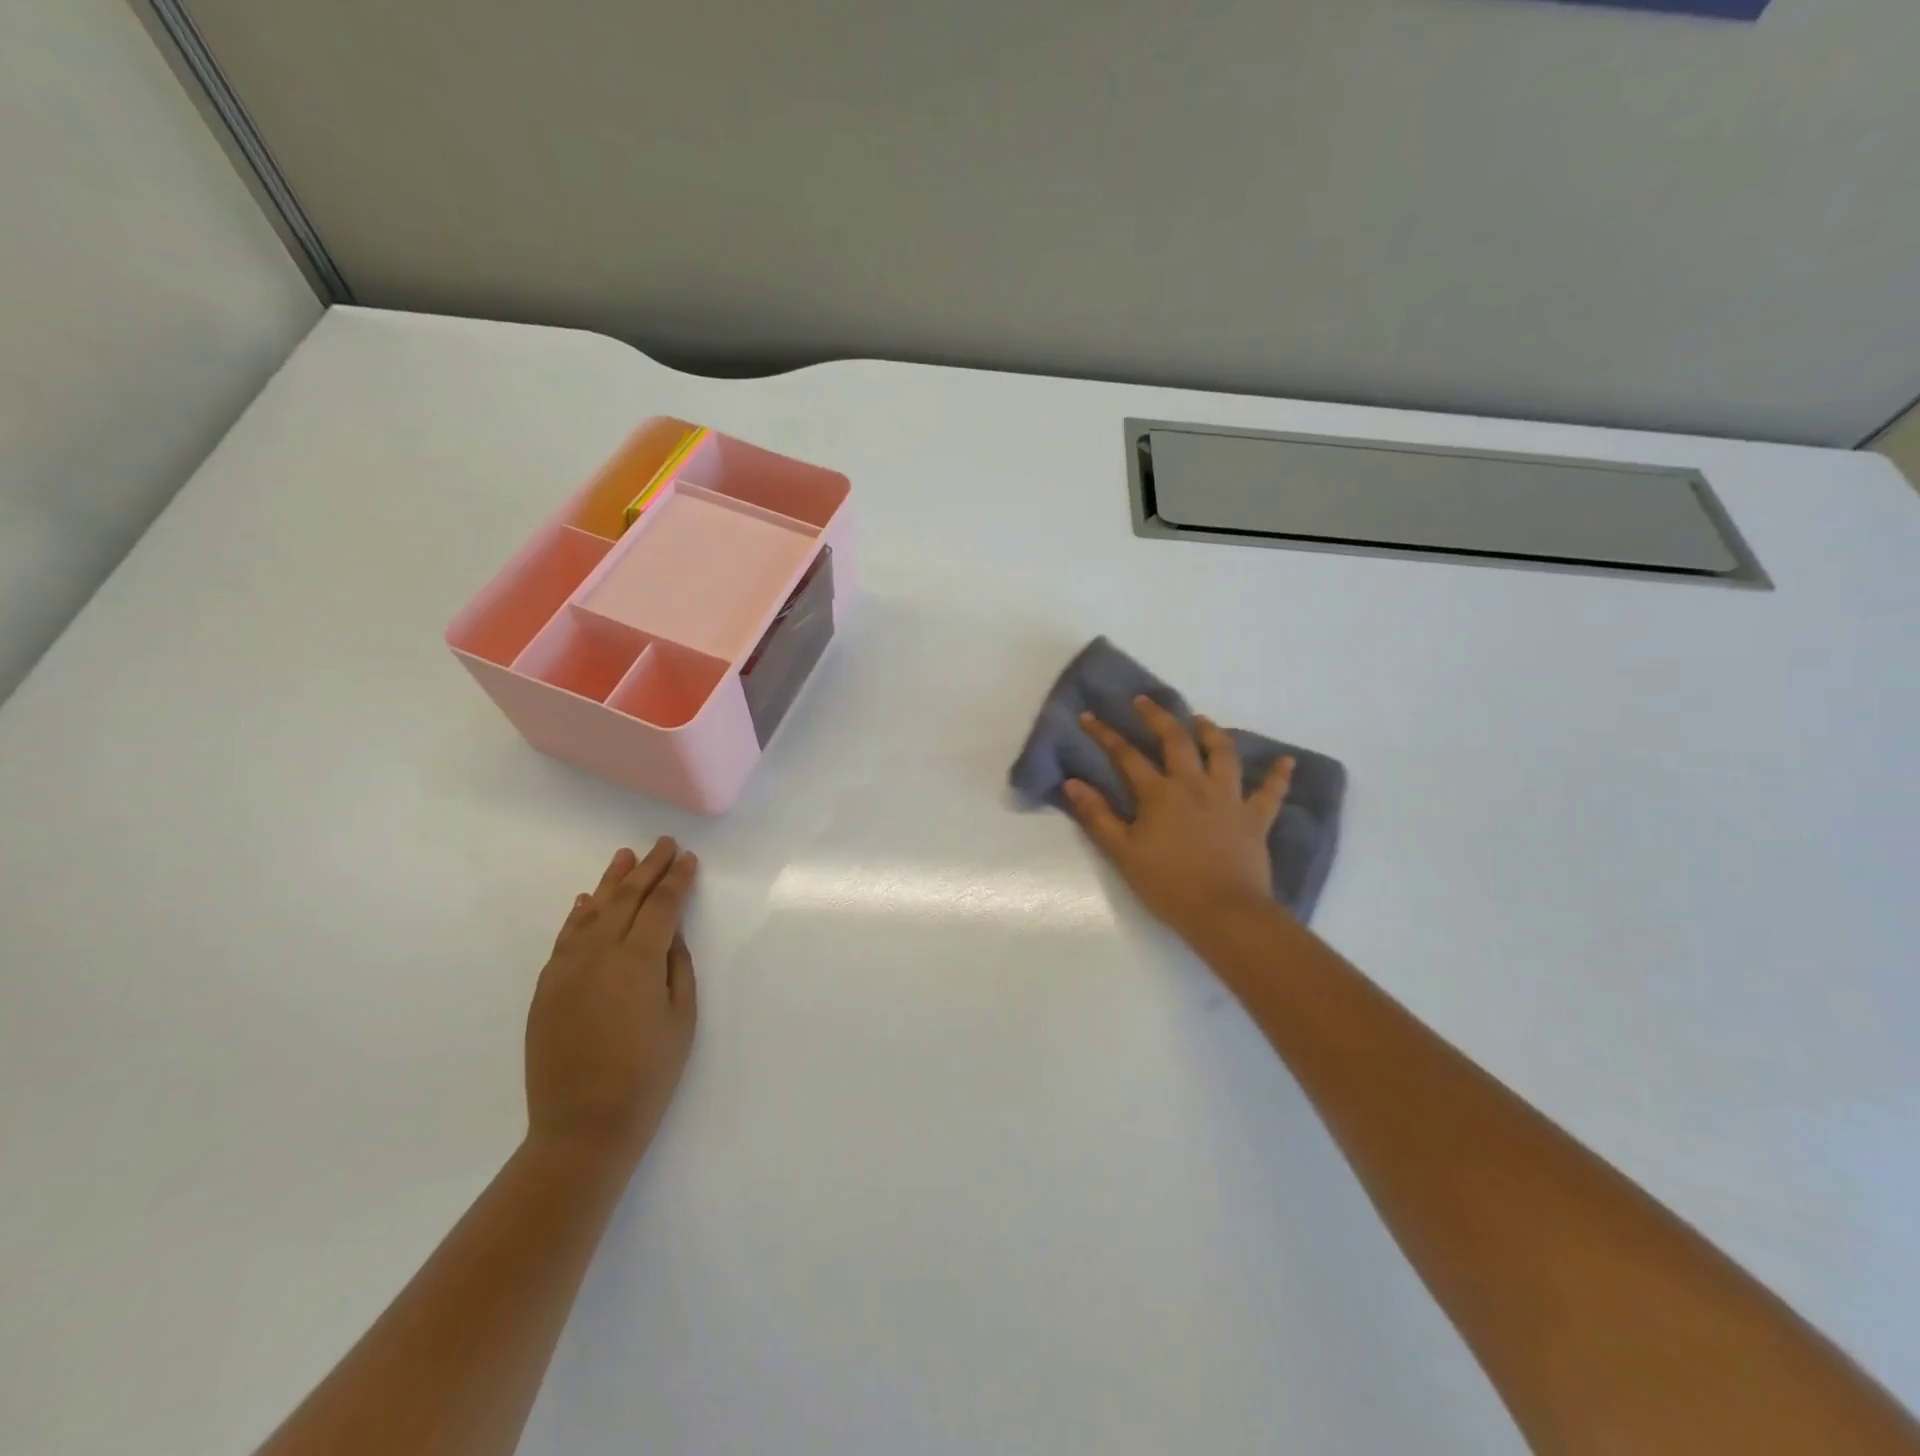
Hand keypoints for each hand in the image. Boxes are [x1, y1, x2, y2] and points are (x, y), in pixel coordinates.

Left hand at [525, 838, 698, 1168]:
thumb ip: (677, 967)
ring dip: (611, 881)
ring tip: (625, 857)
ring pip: (591, 911)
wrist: (583, 1125)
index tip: (688, 858)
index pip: (662, 905)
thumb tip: (671, 932)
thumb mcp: (681, 1018)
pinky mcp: (547, 987)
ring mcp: (566, 968)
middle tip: (662, 843)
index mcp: (638, 960)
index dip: (677, 879)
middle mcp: (599, 953)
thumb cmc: (648, 1074)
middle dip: (648, 868)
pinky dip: (578, 914)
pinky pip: (565, 937)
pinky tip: (588, 899)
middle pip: (626, 898)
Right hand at [1066, 698, 1292, 940]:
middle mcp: (1194, 784)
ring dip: (1211, 732)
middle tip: (1144, 701)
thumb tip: (1073, 782)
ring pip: (1223, 753)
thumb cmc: (1167, 884)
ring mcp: (1229, 798)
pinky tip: (1287, 761)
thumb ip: (1097, 815)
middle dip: (1157, 716)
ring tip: (1200, 720)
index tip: (1089, 716)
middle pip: (1176, 740)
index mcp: (1159, 793)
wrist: (1224, 912)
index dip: (1105, 734)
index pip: (1126, 755)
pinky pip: (1271, 792)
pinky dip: (1279, 775)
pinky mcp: (1255, 817)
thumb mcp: (1122, 852)